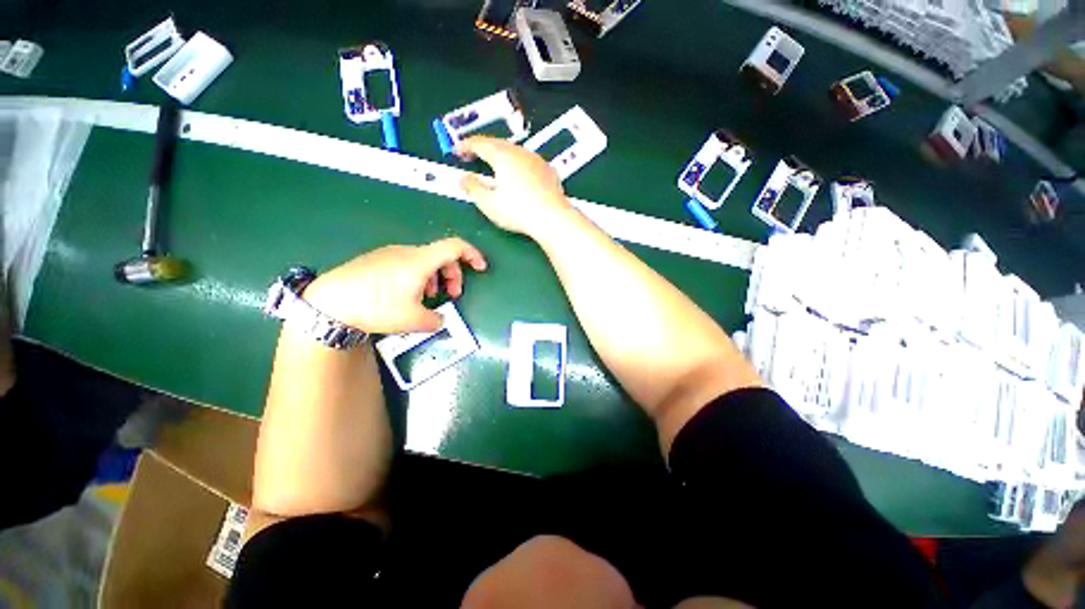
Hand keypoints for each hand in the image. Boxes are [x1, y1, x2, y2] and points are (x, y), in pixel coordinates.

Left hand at [303, 238, 487, 333]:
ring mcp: (390, 254)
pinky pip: (407, 263)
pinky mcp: (376, 260)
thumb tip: (440, 319)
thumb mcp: (414, 320)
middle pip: (442, 256)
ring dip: (435, 278)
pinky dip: (418, 276)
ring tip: (428, 298)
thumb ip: (436, 320)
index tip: (481, 269)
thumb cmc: (377, 307)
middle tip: (451, 296)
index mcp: (421, 261)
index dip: (473, 255)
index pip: (455, 246)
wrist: (328, 302)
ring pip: (424, 261)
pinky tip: (406, 294)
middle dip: (453, 275)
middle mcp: (407, 252)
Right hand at [457, 136, 575, 239]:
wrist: (553, 218)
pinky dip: (517, 164)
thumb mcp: (489, 203)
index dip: (465, 145)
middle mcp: (521, 153)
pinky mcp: (549, 171)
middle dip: (483, 148)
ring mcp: (537, 161)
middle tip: (472, 156)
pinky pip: (528, 162)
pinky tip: (517, 176)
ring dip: (501, 156)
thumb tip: (463, 179)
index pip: (479, 143)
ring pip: (515, 152)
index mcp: (503, 156)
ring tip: (493, 166)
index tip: (456, 151)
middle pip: (498, 144)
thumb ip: (473, 188)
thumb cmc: (518, 212)